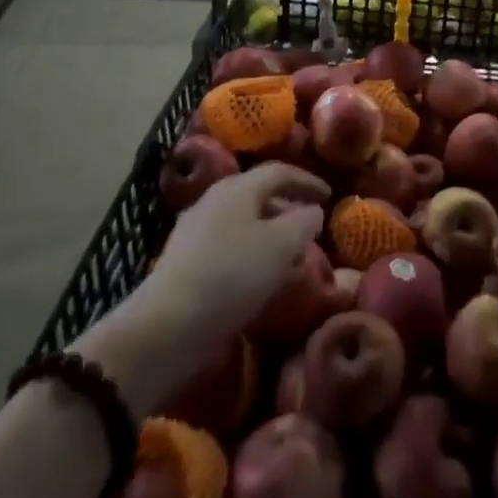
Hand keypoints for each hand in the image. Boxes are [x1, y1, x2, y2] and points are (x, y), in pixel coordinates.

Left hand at [71, 165, 327, 412]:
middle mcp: (213, 200)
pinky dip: (249, 254)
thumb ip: (304, 221)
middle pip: (257, 195)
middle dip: (287, 207)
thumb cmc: (232, 274)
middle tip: (310, 225)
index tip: (330, 195)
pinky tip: (259, 279)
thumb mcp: (282, 245)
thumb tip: (313, 211)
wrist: (167, 325)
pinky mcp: (183, 262)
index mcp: (237, 187)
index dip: (307, 181)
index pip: (279, 171)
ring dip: (269, 234)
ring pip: (242, 222)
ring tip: (289, 256)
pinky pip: (227, 247)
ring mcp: (194, 231)